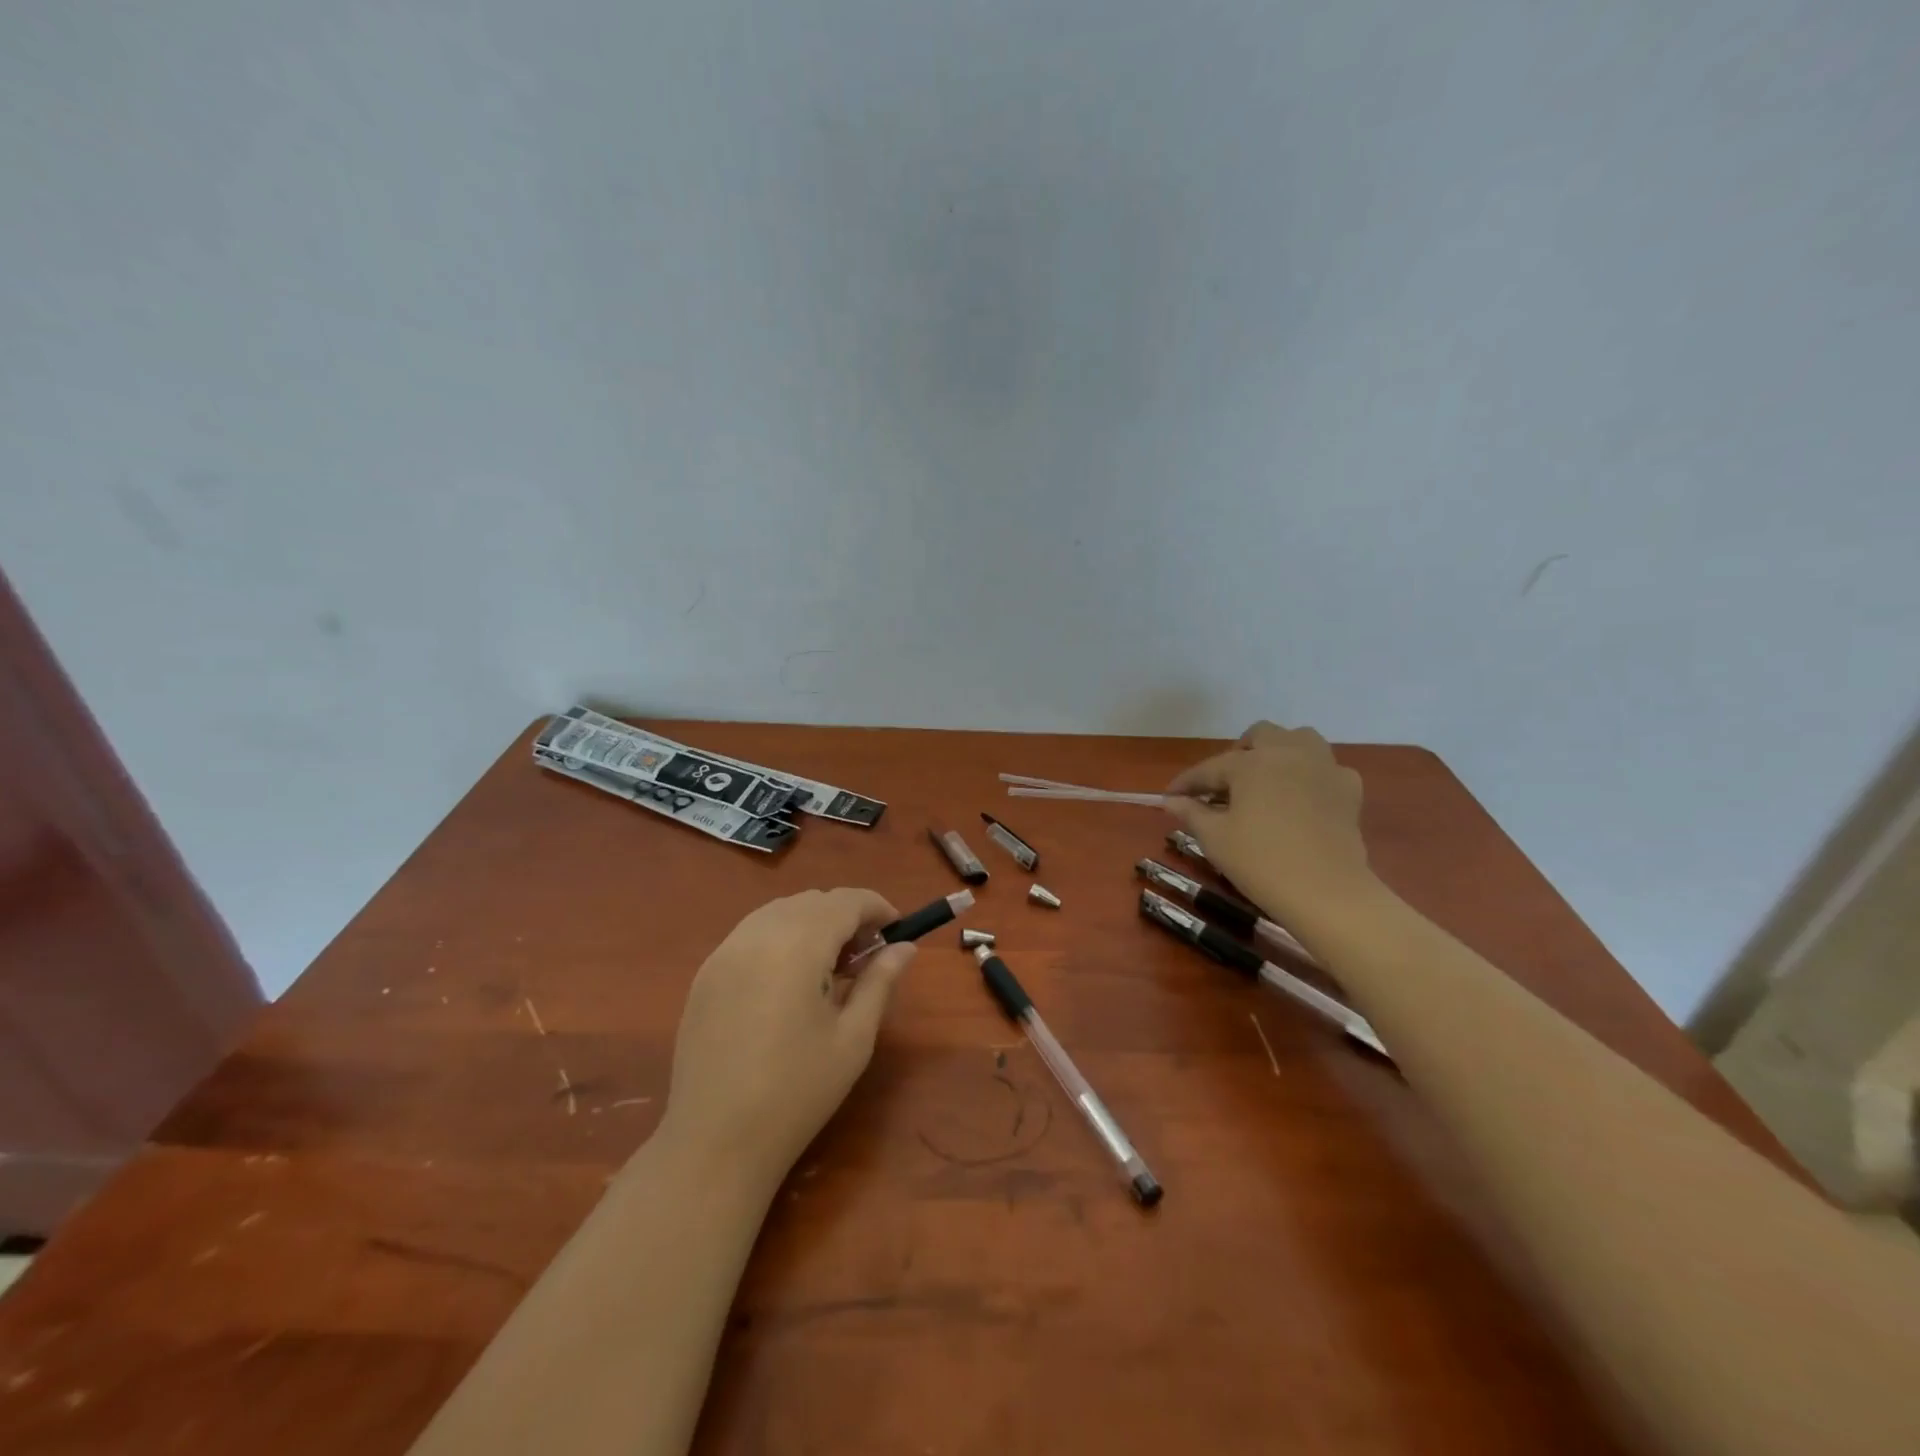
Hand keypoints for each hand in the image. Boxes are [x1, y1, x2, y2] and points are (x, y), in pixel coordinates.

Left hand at [659, 889, 913, 1193]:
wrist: (714, 1143)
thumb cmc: (797, 1093)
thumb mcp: (853, 1038)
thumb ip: (879, 982)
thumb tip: (904, 948)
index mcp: (797, 946)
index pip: (845, 901)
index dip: (877, 907)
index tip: (897, 930)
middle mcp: (757, 935)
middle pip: (812, 901)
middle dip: (846, 916)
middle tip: (866, 957)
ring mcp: (724, 952)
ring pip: (779, 911)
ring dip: (812, 923)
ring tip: (829, 968)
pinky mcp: (705, 974)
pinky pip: (751, 933)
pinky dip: (780, 937)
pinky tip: (789, 981)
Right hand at [1165, 721, 1372, 921]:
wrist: (1326, 892)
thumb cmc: (1261, 862)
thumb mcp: (1215, 839)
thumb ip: (1191, 813)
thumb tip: (1170, 801)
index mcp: (1251, 762)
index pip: (1210, 768)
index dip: (1186, 783)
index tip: (1168, 796)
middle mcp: (1288, 753)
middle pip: (1260, 736)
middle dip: (1238, 754)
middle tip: (1224, 785)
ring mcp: (1324, 767)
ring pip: (1299, 740)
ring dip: (1278, 753)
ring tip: (1265, 780)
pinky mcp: (1349, 789)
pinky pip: (1326, 768)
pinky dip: (1310, 775)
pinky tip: (1301, 798)